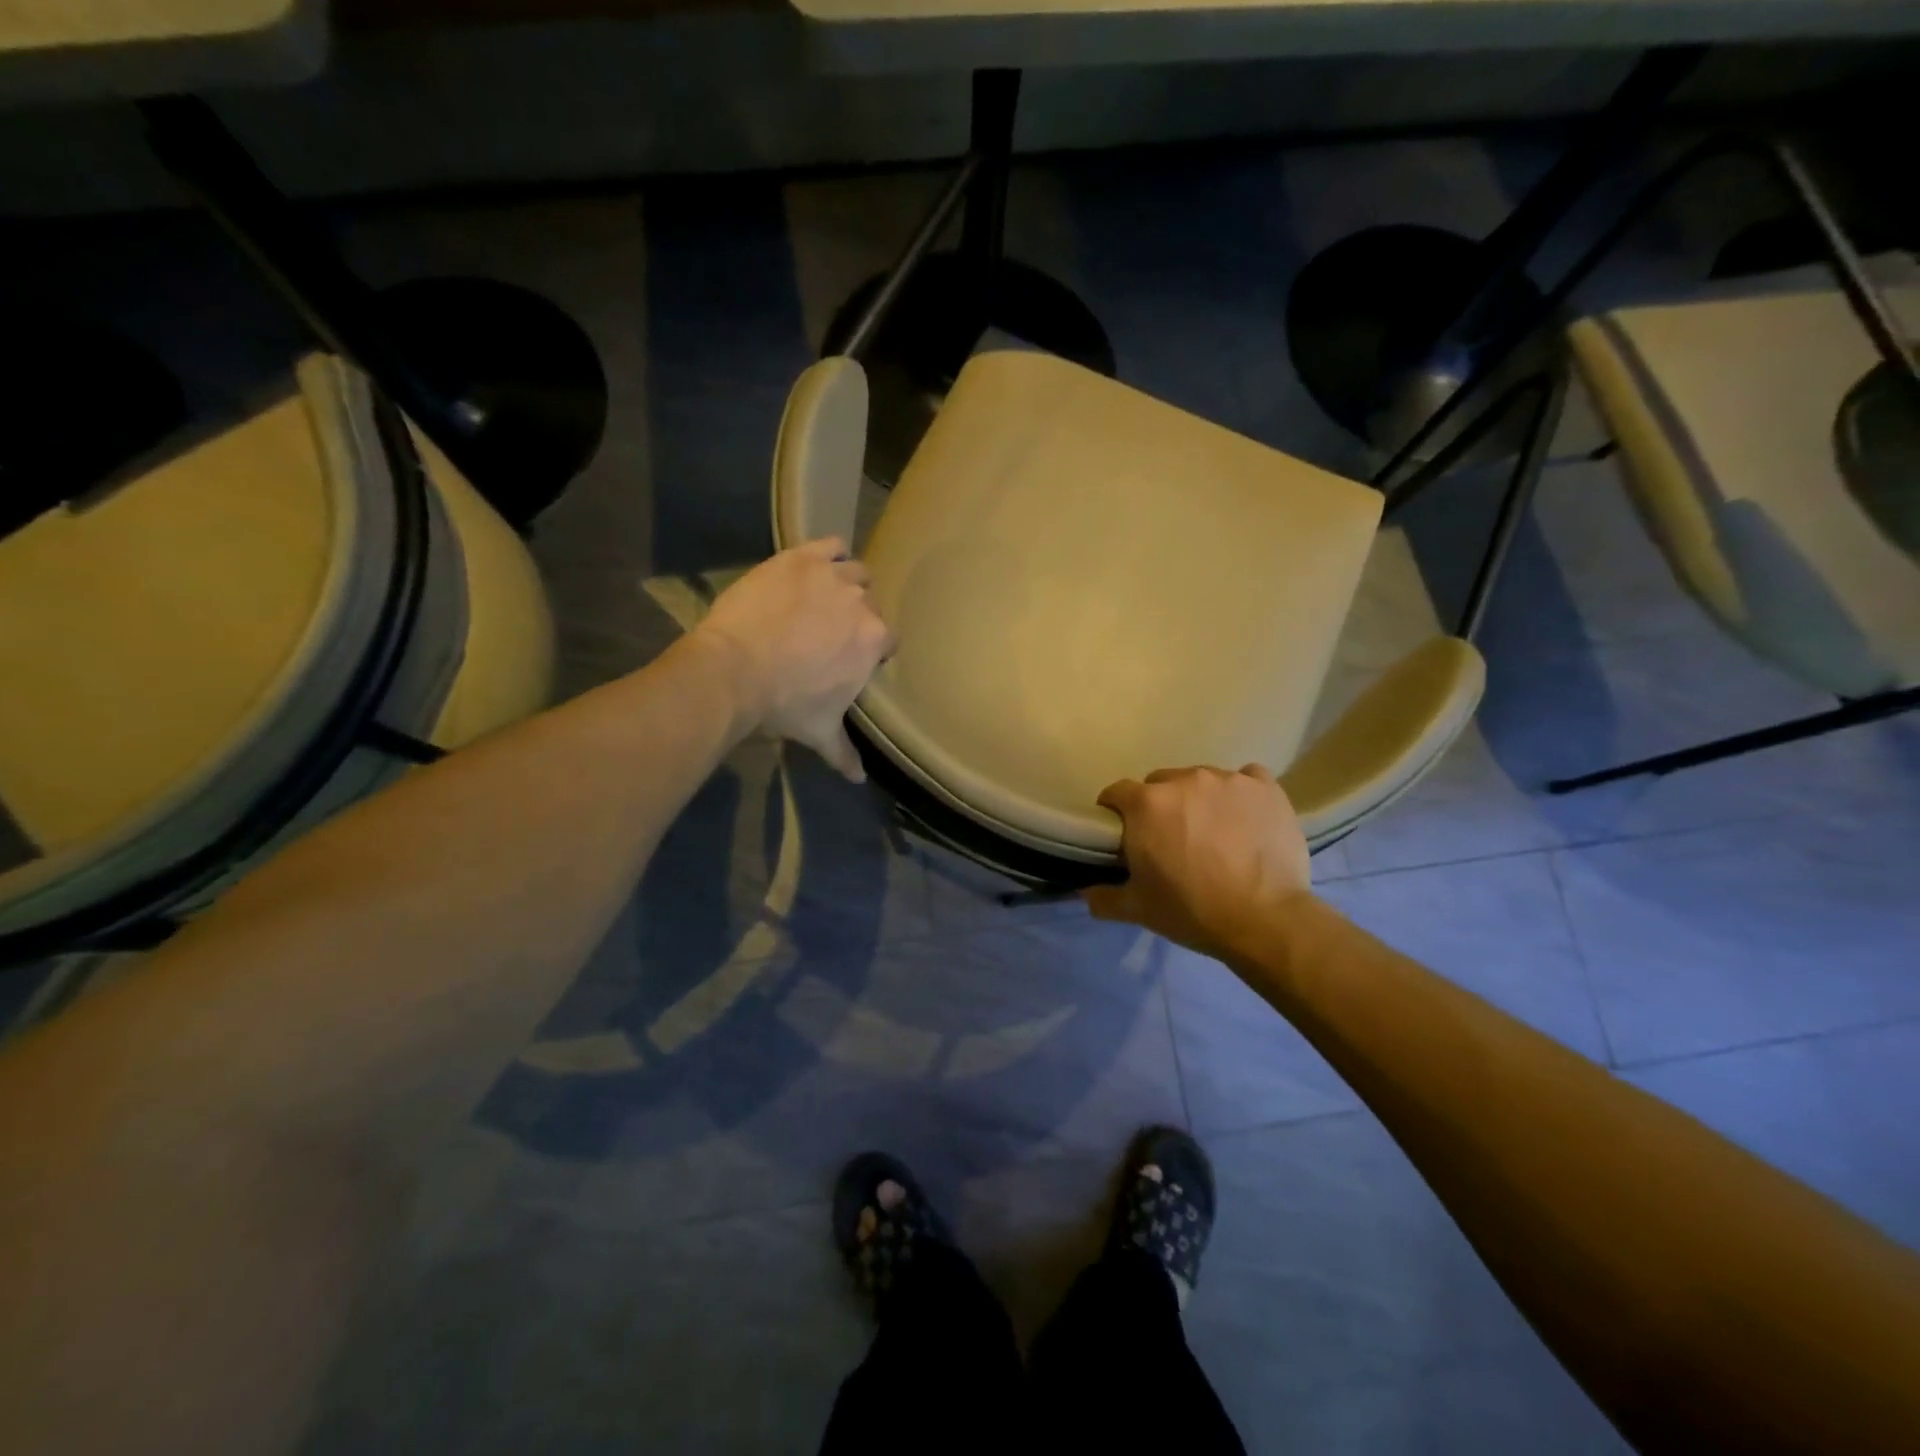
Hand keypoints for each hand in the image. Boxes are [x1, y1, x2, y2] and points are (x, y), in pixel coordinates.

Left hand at [694, 538, 894, 780]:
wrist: (734, 671)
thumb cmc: (784, 703)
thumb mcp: (819, 730)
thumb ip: (843, 752)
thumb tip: (859, 779)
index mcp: (874, 641)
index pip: (887, 640)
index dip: (870, 649)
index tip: (850, 658)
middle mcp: (862, 603)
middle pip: (870, 606)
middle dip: (855, 618)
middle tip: (828, 633)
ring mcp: (832, 576)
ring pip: (855, 572)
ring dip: (846, 584)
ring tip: (822, 599)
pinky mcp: (802, 557)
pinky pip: (831, 544)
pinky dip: (830, 553)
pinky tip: (816, 566)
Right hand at [1084, 764, 1312, 960]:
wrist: (1265, 920)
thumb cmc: (1192, 911)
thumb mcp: (1138, 910)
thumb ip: (1104, 897)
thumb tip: (1084, 892)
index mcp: (1147, 804)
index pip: (1117, 792)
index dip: (1115, 811)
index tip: (1123, 832)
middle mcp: (1184, 779)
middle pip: (1160, 783)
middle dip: (1159, 806)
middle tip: (1170, 837)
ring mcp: (1228, 779)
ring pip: (1202, 780)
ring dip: (1199, 799)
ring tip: (1213, 831)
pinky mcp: (1266, 787)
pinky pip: (1246, 779)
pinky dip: (1242, 794)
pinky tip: (1246, 818)